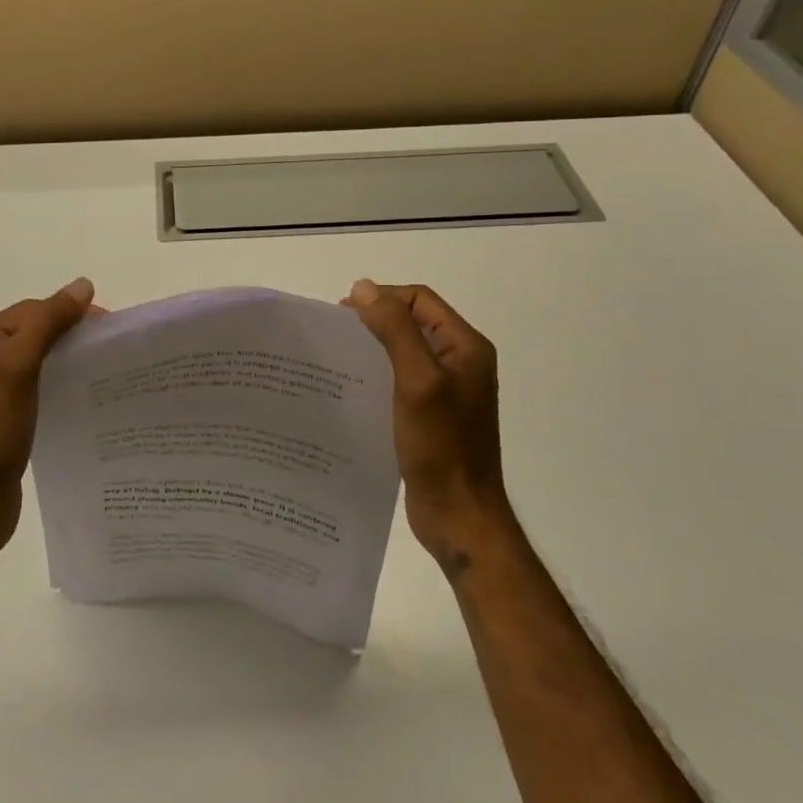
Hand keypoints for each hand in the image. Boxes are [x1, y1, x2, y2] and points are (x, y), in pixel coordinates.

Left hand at [0, 278, 97, 552]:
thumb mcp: (18, 366)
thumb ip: (48, 323)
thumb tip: (83, 285)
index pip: (30, 311)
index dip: (68, 311)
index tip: (108, 326)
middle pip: (31, 332)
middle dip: (69, 333)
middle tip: (108, 347)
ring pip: (34, 361)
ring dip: (64, 358)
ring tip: (99, 369)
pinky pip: (34, 388)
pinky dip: (56, 384)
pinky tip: (77, 396)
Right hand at [344, 279, 510, 573]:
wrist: (460, 516)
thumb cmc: (442, 446)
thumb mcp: (417, 380)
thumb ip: (394, 330)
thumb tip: (363, 287)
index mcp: (466, 347)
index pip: (419, 299)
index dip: (382, 298)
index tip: (344, 315)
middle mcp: (459, 362)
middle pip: (411, 322)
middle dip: (374, 321)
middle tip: (336, 336)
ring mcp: (446, 390)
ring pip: (404, 351)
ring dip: (373, 348)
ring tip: (338, 360)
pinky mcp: (431, 415)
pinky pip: (400, 380)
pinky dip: (377, 375)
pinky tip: (352, 389)